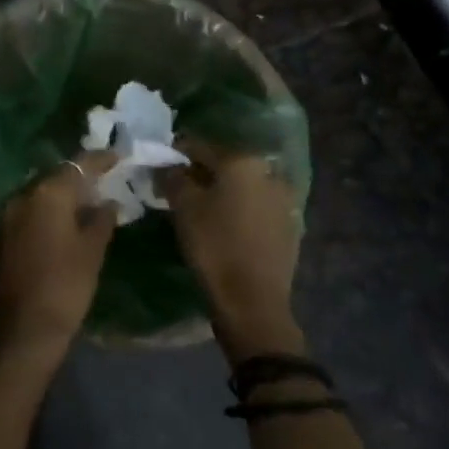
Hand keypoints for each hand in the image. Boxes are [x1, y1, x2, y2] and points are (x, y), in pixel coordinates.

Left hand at [0, 153, 116, 359]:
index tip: (118, 156)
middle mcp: (22, 196)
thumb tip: (108, 202)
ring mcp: (7, 216)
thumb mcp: (92, 252)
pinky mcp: (1, 236)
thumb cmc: (65, 287)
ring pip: (40, 195)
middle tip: (105, 181)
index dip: (99, 160)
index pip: (77, 165)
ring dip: (62, 196)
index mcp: (47, 194)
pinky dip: (47, 212)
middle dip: (79, 178)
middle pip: (55, 177)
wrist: (21, 330)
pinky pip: (29, 212)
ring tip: (88, 202)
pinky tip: (65, 223)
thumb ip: (101, 220)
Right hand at [161, 138, 304, 359]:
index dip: (175, 155)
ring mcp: (283, 200)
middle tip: (177, 190)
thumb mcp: (183, 208)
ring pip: (242, 186)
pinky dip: (238, 210)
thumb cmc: (214, 247)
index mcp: (242, 161)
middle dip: (200, 174)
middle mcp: (268, 173)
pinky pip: (255, 208)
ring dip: (221, 192)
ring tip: (200, 210)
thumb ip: (173, 177)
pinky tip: (224, 227)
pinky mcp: (289, 226)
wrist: (253, 302)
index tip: (159, 167)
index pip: (199, 146)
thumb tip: (169, 166)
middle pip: (224, 165)